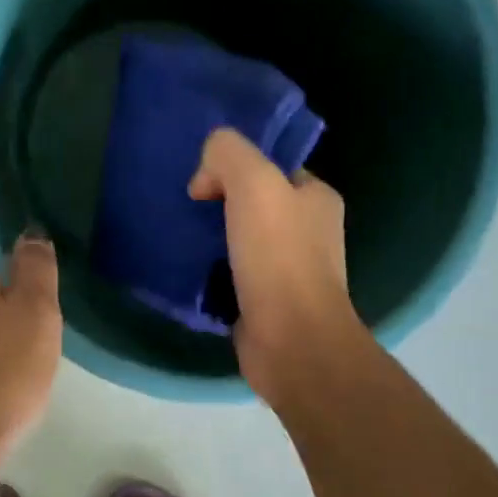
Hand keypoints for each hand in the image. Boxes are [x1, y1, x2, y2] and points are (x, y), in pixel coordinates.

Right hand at [188, 128, 366, 403]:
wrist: (291, 341)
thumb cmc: (278, 257)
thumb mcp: (254, 183)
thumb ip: (228, 154)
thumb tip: (205, 177)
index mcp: (316, 198)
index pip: (271, 166)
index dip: (235, 166)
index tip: (202, 183)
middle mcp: (309, 231)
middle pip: (254, 203)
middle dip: (219, 202)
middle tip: (186, 209)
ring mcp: (290, 270)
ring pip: (241, 240)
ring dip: (212, 238)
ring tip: (181, 239)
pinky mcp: (268, 303)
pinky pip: (233, 274)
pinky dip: (212, 272)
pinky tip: (189, 271)